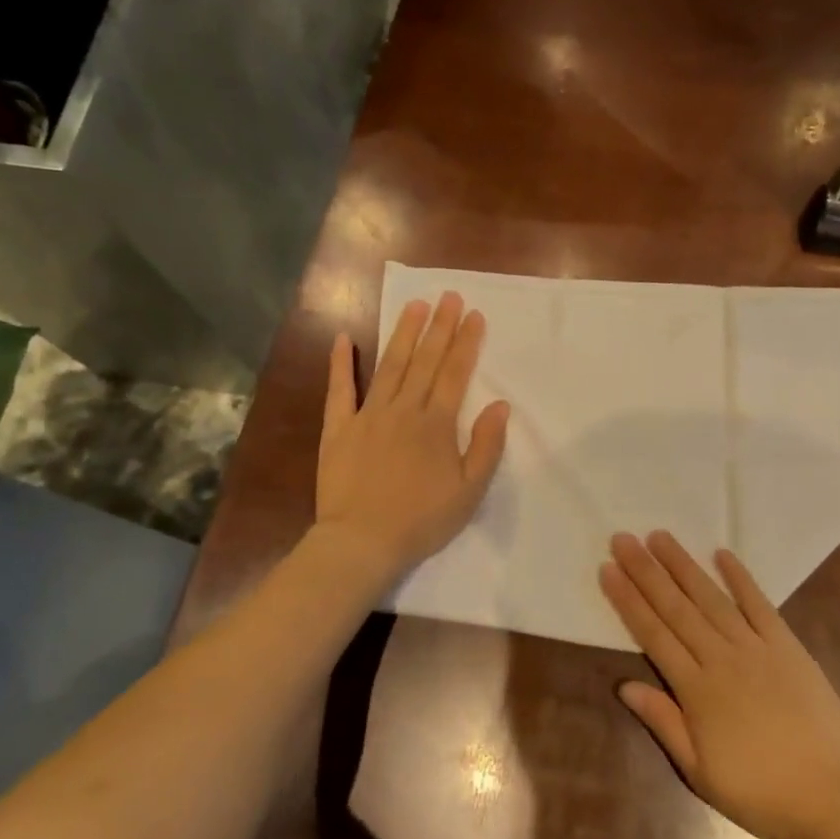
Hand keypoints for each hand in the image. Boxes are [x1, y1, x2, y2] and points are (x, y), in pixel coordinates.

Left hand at [315, 292, 509, 584]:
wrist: (362, 541)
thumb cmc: (422, 520)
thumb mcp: (469, 490)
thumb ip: (486, 445)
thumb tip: (501, 405)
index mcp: (436, 424)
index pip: (455, 373)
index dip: (466, 342)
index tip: (474, 315)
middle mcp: (404, 410)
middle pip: (425, 361)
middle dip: (439, 327)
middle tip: (449, 296)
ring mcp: (368, 416)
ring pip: (390, 366)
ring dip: (404, 334)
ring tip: (415, 306)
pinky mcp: (338, 429)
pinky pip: (339, 390)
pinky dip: (340, 364)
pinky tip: (343, 339)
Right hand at [601, 531, 839, 838]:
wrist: (834, 799)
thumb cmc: (760, 793)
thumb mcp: (700, 772)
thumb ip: (663, 722)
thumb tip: (624, 685)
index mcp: (697, 690)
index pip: (653, 634)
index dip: (628, 600)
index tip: (607, 569)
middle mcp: (722, 658)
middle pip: (676, 608)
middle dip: (646, 571)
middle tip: (623, 539)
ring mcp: (757, 648)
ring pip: (712, 598)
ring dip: (684, 565)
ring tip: (660, 537)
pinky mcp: (789, 646)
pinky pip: (760, 605)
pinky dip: (740, 578)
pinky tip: (722, 554)